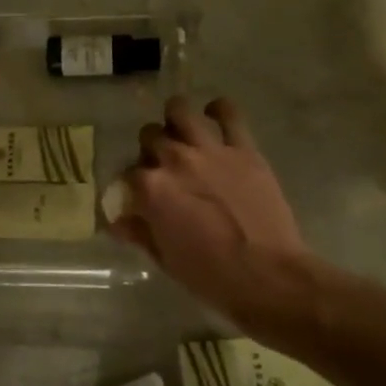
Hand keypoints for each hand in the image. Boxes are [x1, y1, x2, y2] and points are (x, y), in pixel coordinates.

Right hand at [109, 96, 308, 320]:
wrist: (267, 274)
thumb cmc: (210, 275)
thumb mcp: (165, 259)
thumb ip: (139, 233)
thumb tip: (118, 222)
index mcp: (151, 189)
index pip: (126, 175)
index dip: (129, 186)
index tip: (136, 198)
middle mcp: (175, 160)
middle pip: (150, 136)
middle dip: (150, 150)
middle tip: (162, 167)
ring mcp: (210, 150)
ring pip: (180, 110)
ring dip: (175, 118)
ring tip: (181, 132)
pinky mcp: (243, 149)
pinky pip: (228, 113)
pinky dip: (218, 110)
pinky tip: (215, 117)